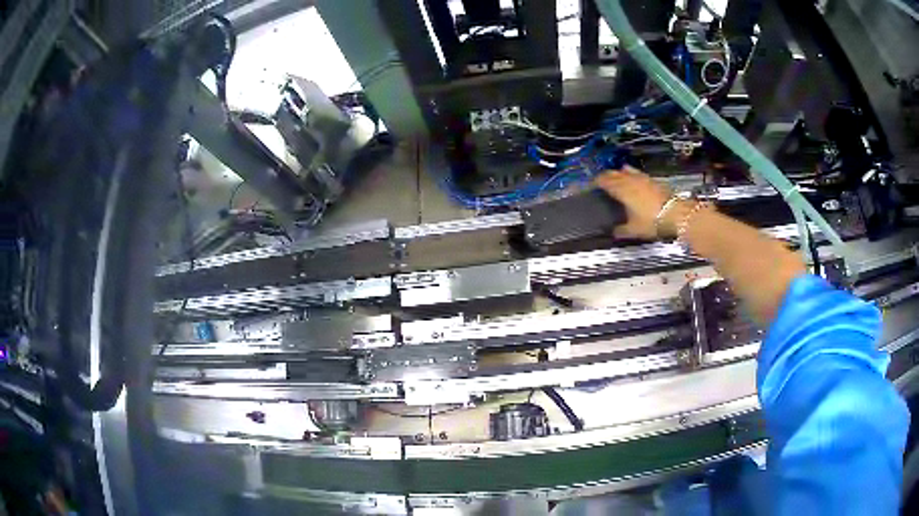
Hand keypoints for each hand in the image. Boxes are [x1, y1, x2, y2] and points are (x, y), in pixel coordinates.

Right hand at [595, 166, 679, 239]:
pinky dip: (632, 175)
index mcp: (621, 190)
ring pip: (626, 170)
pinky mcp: (652, 180)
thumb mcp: (634, 230)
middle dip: (606, 176)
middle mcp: (630, 180)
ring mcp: (642, 178)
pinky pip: (637, 173)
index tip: (592, 184)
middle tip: (601, 180)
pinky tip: (634, 179)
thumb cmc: (652, 221)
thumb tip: (614, 232)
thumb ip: (621, 231)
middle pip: (614, 173)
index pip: (604, 180)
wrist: (675, 214)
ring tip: (616, 176)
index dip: (597, 181)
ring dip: (619, 172)